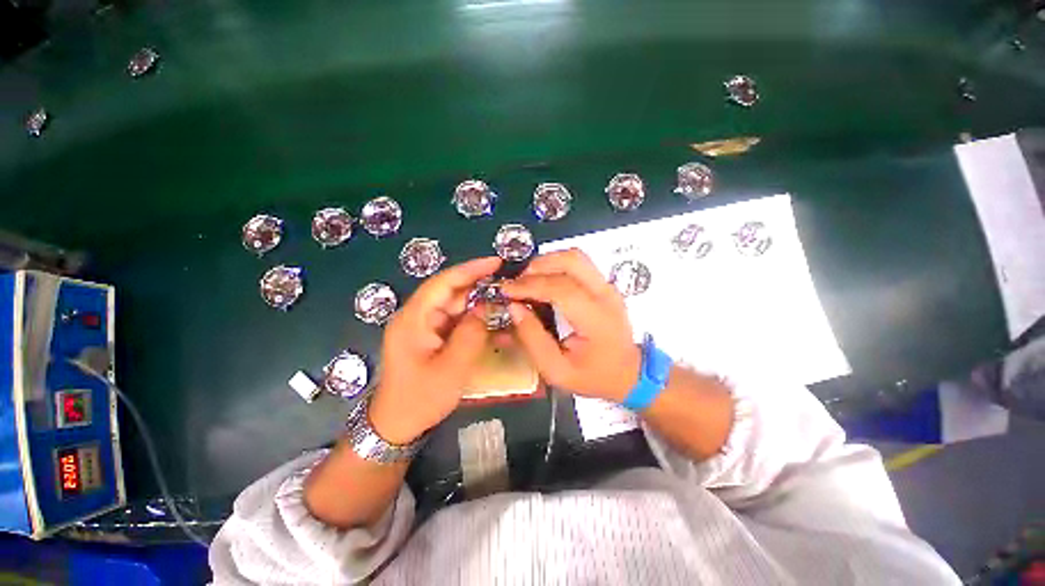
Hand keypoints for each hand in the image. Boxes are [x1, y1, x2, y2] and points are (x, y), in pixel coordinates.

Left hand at [368, 257, 499, 443]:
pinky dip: (477, 322)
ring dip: (482, 305)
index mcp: (414, 319)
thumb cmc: (420, 398)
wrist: (398, 424)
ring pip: (458, 307)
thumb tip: (486, 308)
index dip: (470, 269)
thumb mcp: (450, 369)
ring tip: (508, 303)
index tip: (496, 262)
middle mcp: (419, 316)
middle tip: (510, 285)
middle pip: (452, 292)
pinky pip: (459, 322)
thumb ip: (470, 335)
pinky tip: (496, 326)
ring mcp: (427, 326)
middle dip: (481, 286)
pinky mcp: (434, 336)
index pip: (443, 283)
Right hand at [502, 249, 640, 402]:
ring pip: (575, 256)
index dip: (530, 285)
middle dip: (537, 267)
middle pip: (571, 261)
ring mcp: (608, 286)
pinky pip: (578, 264)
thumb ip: (533, 339)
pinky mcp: (605, 284)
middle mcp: (605, 295)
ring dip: (547, 262)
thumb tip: (514, 308)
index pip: (561, 289)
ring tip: (528, 281)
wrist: (629, 374)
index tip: (507, 290)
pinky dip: (556, 266)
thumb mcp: (556, 370)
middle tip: (517, 284)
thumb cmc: (593, 376)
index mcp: (596, 319)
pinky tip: (544, 281)